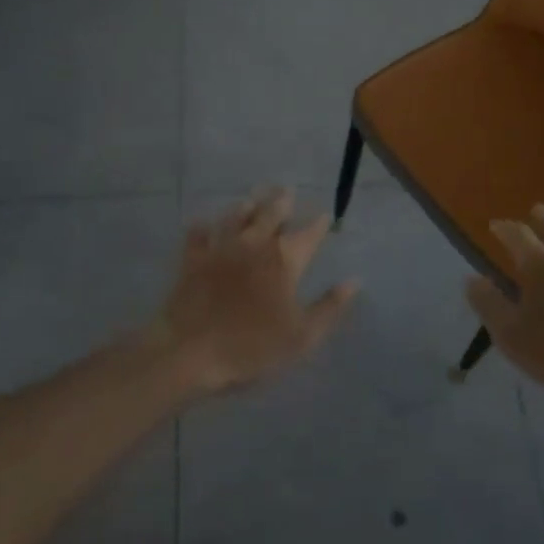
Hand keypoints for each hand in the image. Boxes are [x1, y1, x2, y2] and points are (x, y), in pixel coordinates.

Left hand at [151, 188, 359, 393]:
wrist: (189, 352)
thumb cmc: (252, 347)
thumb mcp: (302, 337)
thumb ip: (329, 307)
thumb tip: (353, 281)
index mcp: (284, 260)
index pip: (308, 233)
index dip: (318, 224)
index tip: (324, 215)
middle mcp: (254, 244)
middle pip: (270, 213)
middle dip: (282, 201)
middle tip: (286, 190)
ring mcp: (220, 248)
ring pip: (236, 216)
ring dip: (247, 206)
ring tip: (253, 198)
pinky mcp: (192, 259)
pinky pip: (198, 234)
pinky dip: (203, 226)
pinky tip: (203, 223)